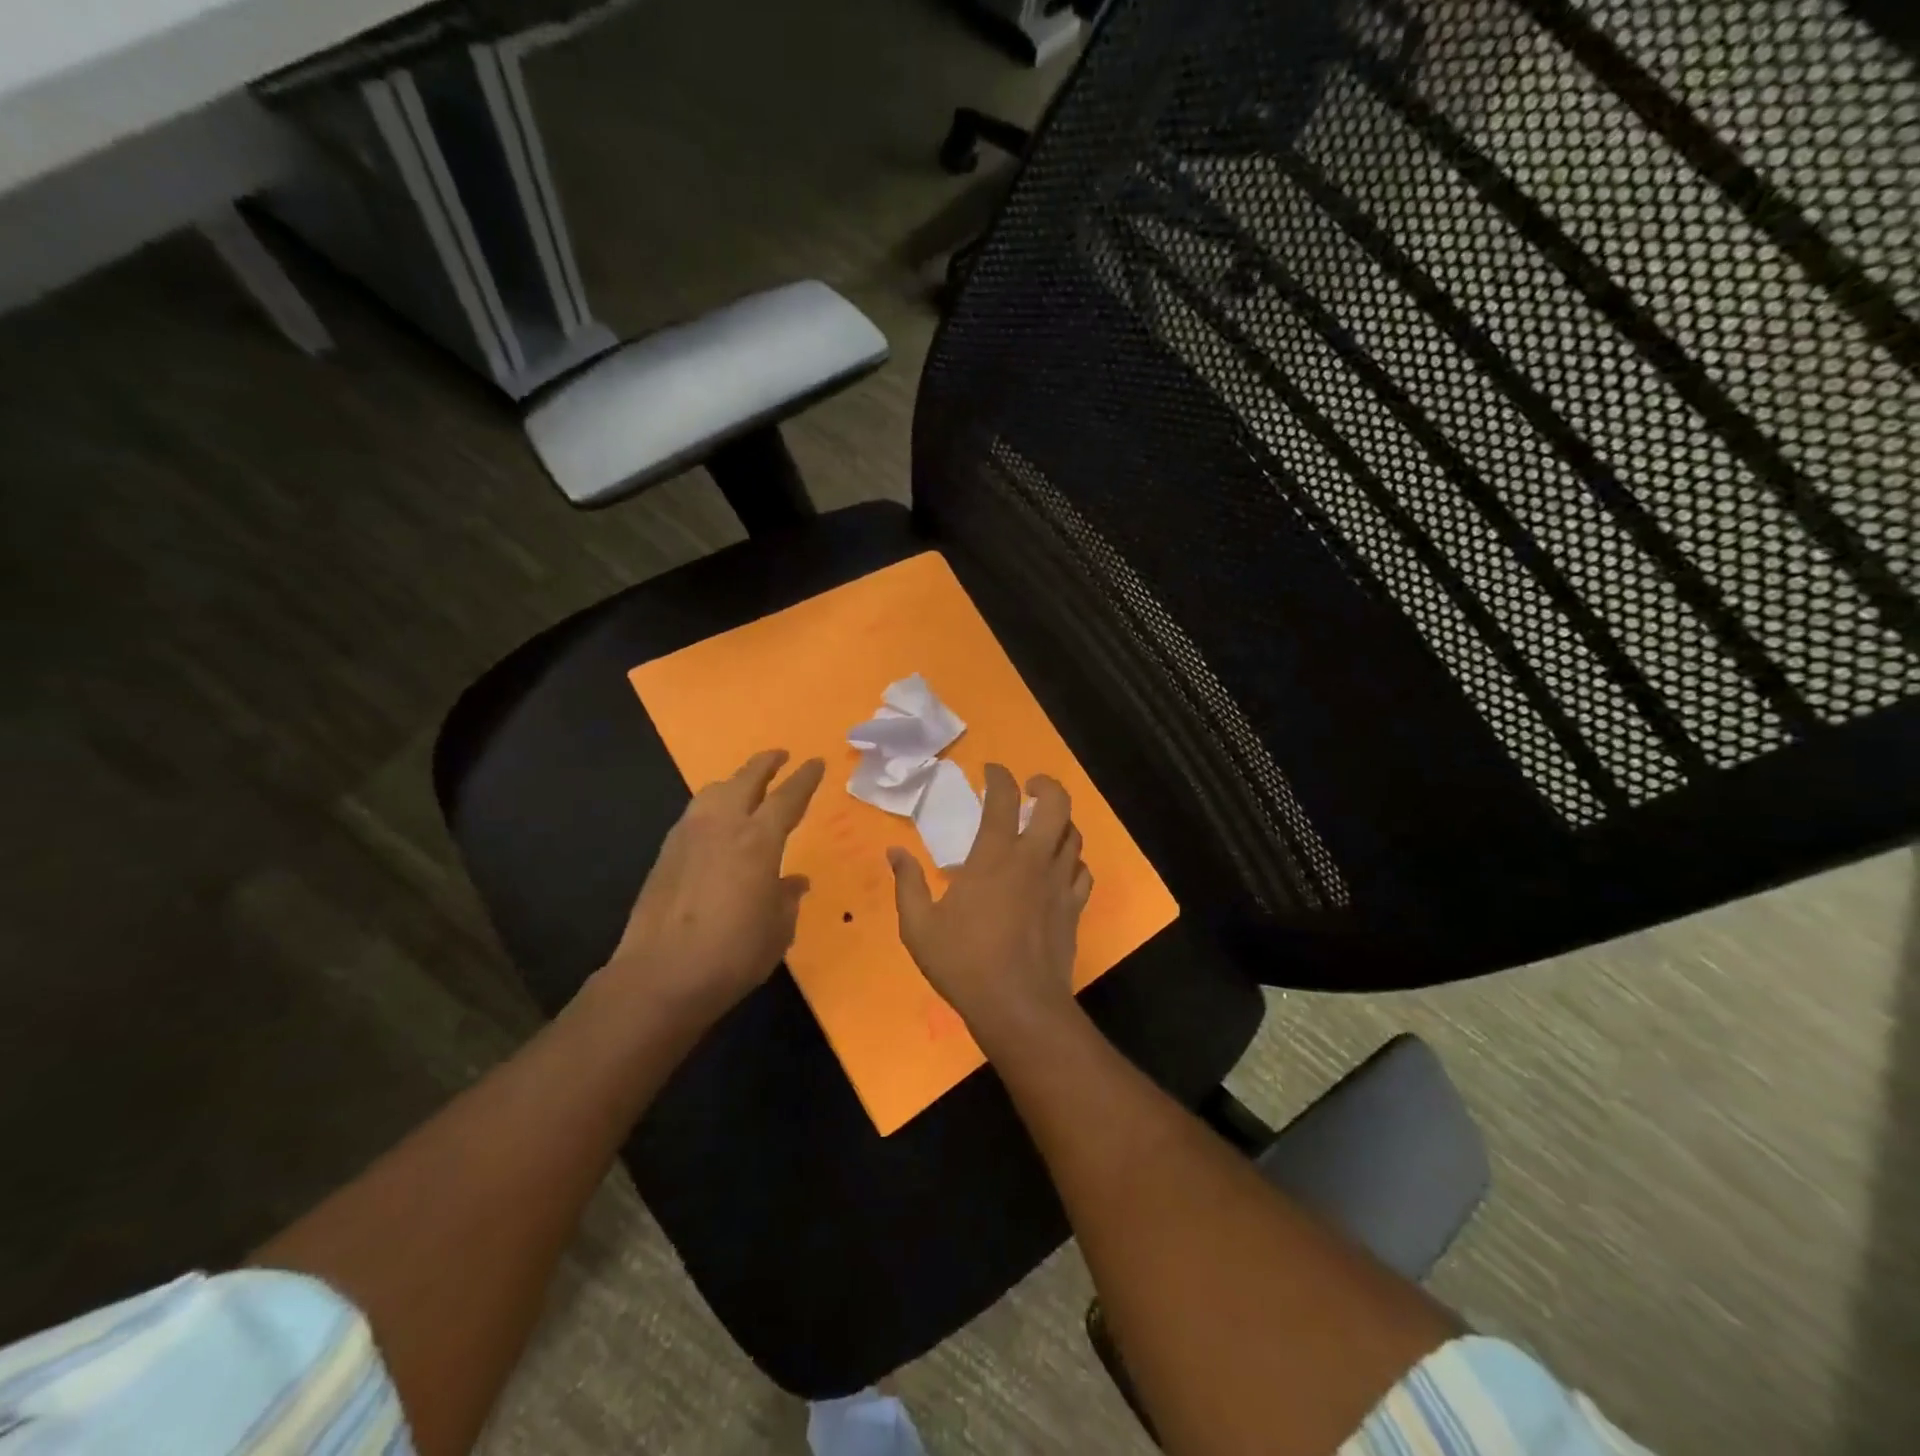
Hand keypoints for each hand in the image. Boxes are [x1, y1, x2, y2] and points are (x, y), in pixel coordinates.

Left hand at [601, 749, 824, 1028]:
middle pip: (745, 779)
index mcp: (758, 840)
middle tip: (780, 756)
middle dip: (766, 764)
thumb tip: (794, 881)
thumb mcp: (778, 929)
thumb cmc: (733, 954)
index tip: (815, 762)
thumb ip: (787, 898)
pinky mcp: (665, 854)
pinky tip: (715, 824)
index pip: (788, 797)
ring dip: (734, 782)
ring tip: (745, 786)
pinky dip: (711, 807)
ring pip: (713, 791)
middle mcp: (722, 826)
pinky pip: (694, 814)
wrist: (660, 976)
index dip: (804, 778)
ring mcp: (688, 836)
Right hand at [887, 763, 1092, 1046]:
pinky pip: (1082, 872)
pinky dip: (1073, 861)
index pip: (1003, 797)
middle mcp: (1033, 858)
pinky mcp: (1074, 908)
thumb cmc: (963, 962)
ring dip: (1060, 822)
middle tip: (1031, 787)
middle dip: (1046, 785)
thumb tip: (895, 851)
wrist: (1018, 1005)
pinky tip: (1060, 869)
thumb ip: (907, 884)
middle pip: (1057, 804)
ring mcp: (1059, 882)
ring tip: (1044, 826)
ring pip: (1073, 835)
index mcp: (995, 855)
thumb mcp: (918, 926)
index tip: (991, 771)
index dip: (999, 776)